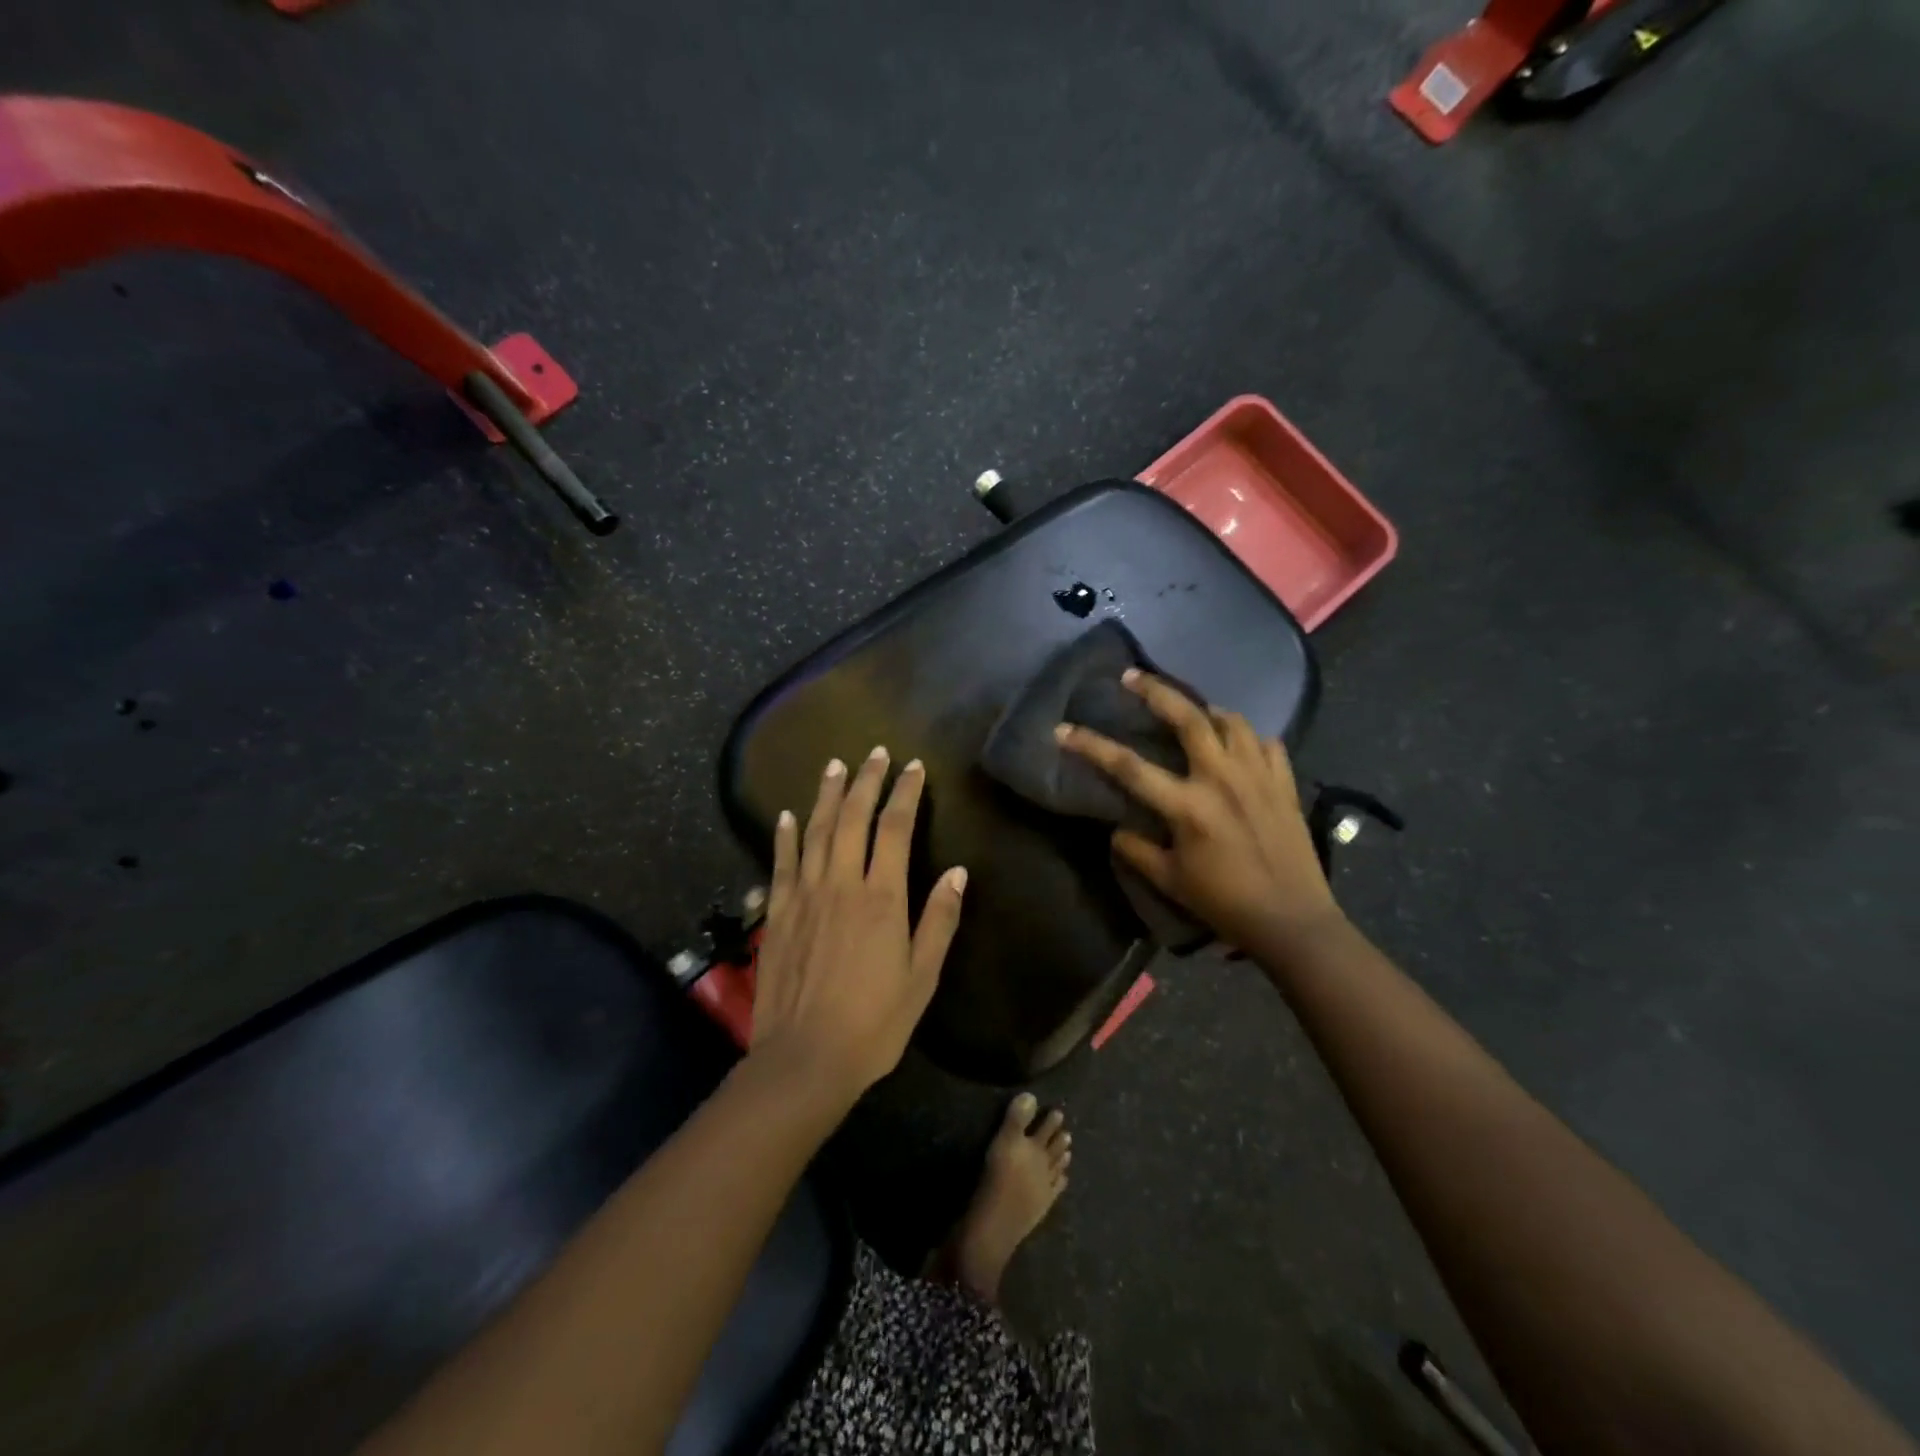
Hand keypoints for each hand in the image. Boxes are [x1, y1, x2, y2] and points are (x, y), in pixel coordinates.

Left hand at [749, 747, 967, 1102]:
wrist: (805, 1058)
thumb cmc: (874, 1022)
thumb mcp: (922, 976)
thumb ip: (939, 920)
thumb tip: (958, 872)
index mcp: (881, 898)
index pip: (894, 829)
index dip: (904, 793)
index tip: (913, 768)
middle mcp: (841, 884)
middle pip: (853, 818)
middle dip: (866, 781)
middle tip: (875, 753)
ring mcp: (804, 895)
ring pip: (816, 831)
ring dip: (827, 795)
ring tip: (835, 766)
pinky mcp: (778, 912)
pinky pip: (782, 862)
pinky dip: (786, 835)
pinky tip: (788, 815)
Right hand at [1056, 671, 1340, 953]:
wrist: (1292, 920)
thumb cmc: (1225, 902)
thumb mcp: (1170, 881)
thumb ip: (1137, 850)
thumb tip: (1116, 828)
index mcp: (1188, 806)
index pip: (1129, 766)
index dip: (1091, 745)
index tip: (1063, 729)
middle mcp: (1222, 778)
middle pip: (1188, 718)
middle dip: (1156, 691)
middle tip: (1133, 676)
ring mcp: (1258, 776)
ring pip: (1232, 721)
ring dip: (1206, 710)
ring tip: (1191, 711)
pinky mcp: (1284, 783)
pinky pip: (1266, 743)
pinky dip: (1248, 737)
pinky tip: (1238, 745)